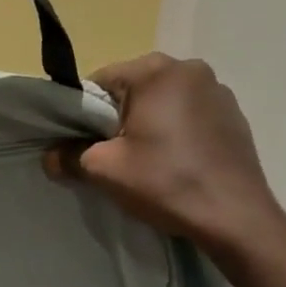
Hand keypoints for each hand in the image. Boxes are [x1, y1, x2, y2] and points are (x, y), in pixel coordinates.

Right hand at [47, 53, 285, 268]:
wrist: (235, 217)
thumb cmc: (166, 183)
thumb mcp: (105, 170)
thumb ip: (69, 156)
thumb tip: (50, 157)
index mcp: (155, 71)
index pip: (100, 81)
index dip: (84, 114)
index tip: (85, 144)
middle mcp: (189, 68)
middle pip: (133, 89)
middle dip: (118, 118)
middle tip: (115, 156)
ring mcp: (217, 90)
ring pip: (162, 102)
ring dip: (149, 123)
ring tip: (148, 161)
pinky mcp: (234, 114)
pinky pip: (189, 114)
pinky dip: (176, 131)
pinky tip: (176, 161)